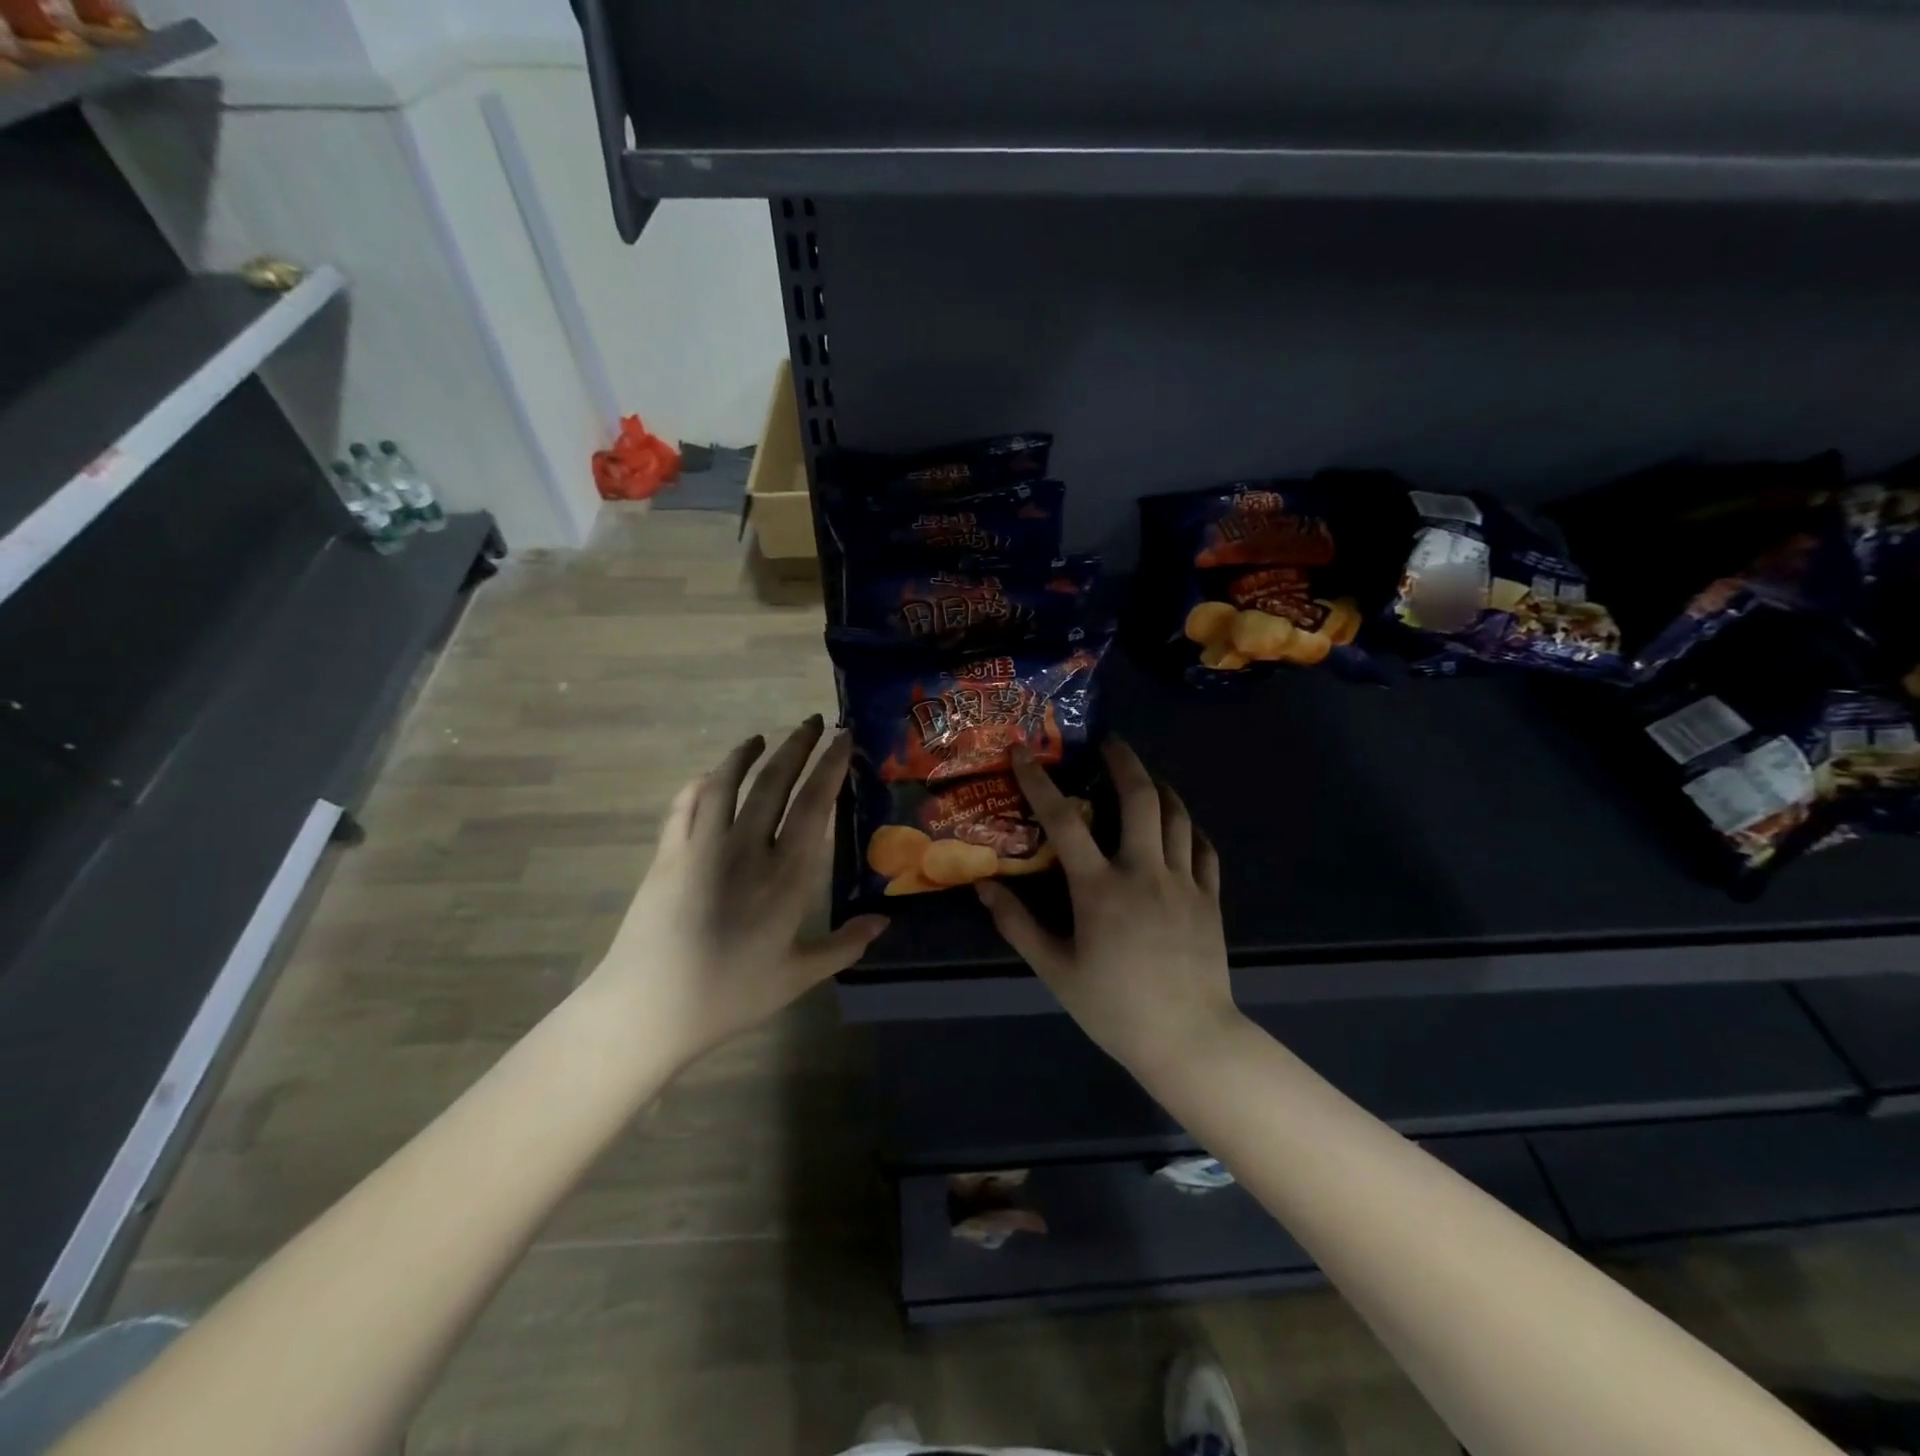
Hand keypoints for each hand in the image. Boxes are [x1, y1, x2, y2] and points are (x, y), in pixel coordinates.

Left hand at [594, 717, 887, 1065]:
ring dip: (746, 753)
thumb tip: (883, 921)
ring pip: (727, 782)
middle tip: (812, 721)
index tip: (843, 738)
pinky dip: (700, 783)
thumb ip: (844, 945)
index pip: (814, 805)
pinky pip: (685, 804)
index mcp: (786, 876)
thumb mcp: (797, 976)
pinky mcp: (668, 854)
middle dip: (797, 745)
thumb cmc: (730, 995)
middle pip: (775, 781)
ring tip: (761, 738)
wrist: (649, 1008)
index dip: (830, 766)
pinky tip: (709, 776)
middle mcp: (747, 848)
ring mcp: (702, 846)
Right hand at [975, 740, 1239, 1073]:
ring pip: (1176, 815)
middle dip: (1123, 761)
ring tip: (1143, 775)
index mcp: (1100, 888)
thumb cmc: (1114, 1007)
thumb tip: (984, 885)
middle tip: (1109, 742)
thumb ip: (1018, 924)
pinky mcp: (1210, 897)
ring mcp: (1183, 882)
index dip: (1039, 781)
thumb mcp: (1056, 970)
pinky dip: (1188, 826)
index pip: (1063, 821)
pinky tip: (1178, 825)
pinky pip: (1203, 847)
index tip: (1024, 752)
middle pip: (1139, 797)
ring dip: (1159, 786)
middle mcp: (1144, 872)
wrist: (1189, 1040)